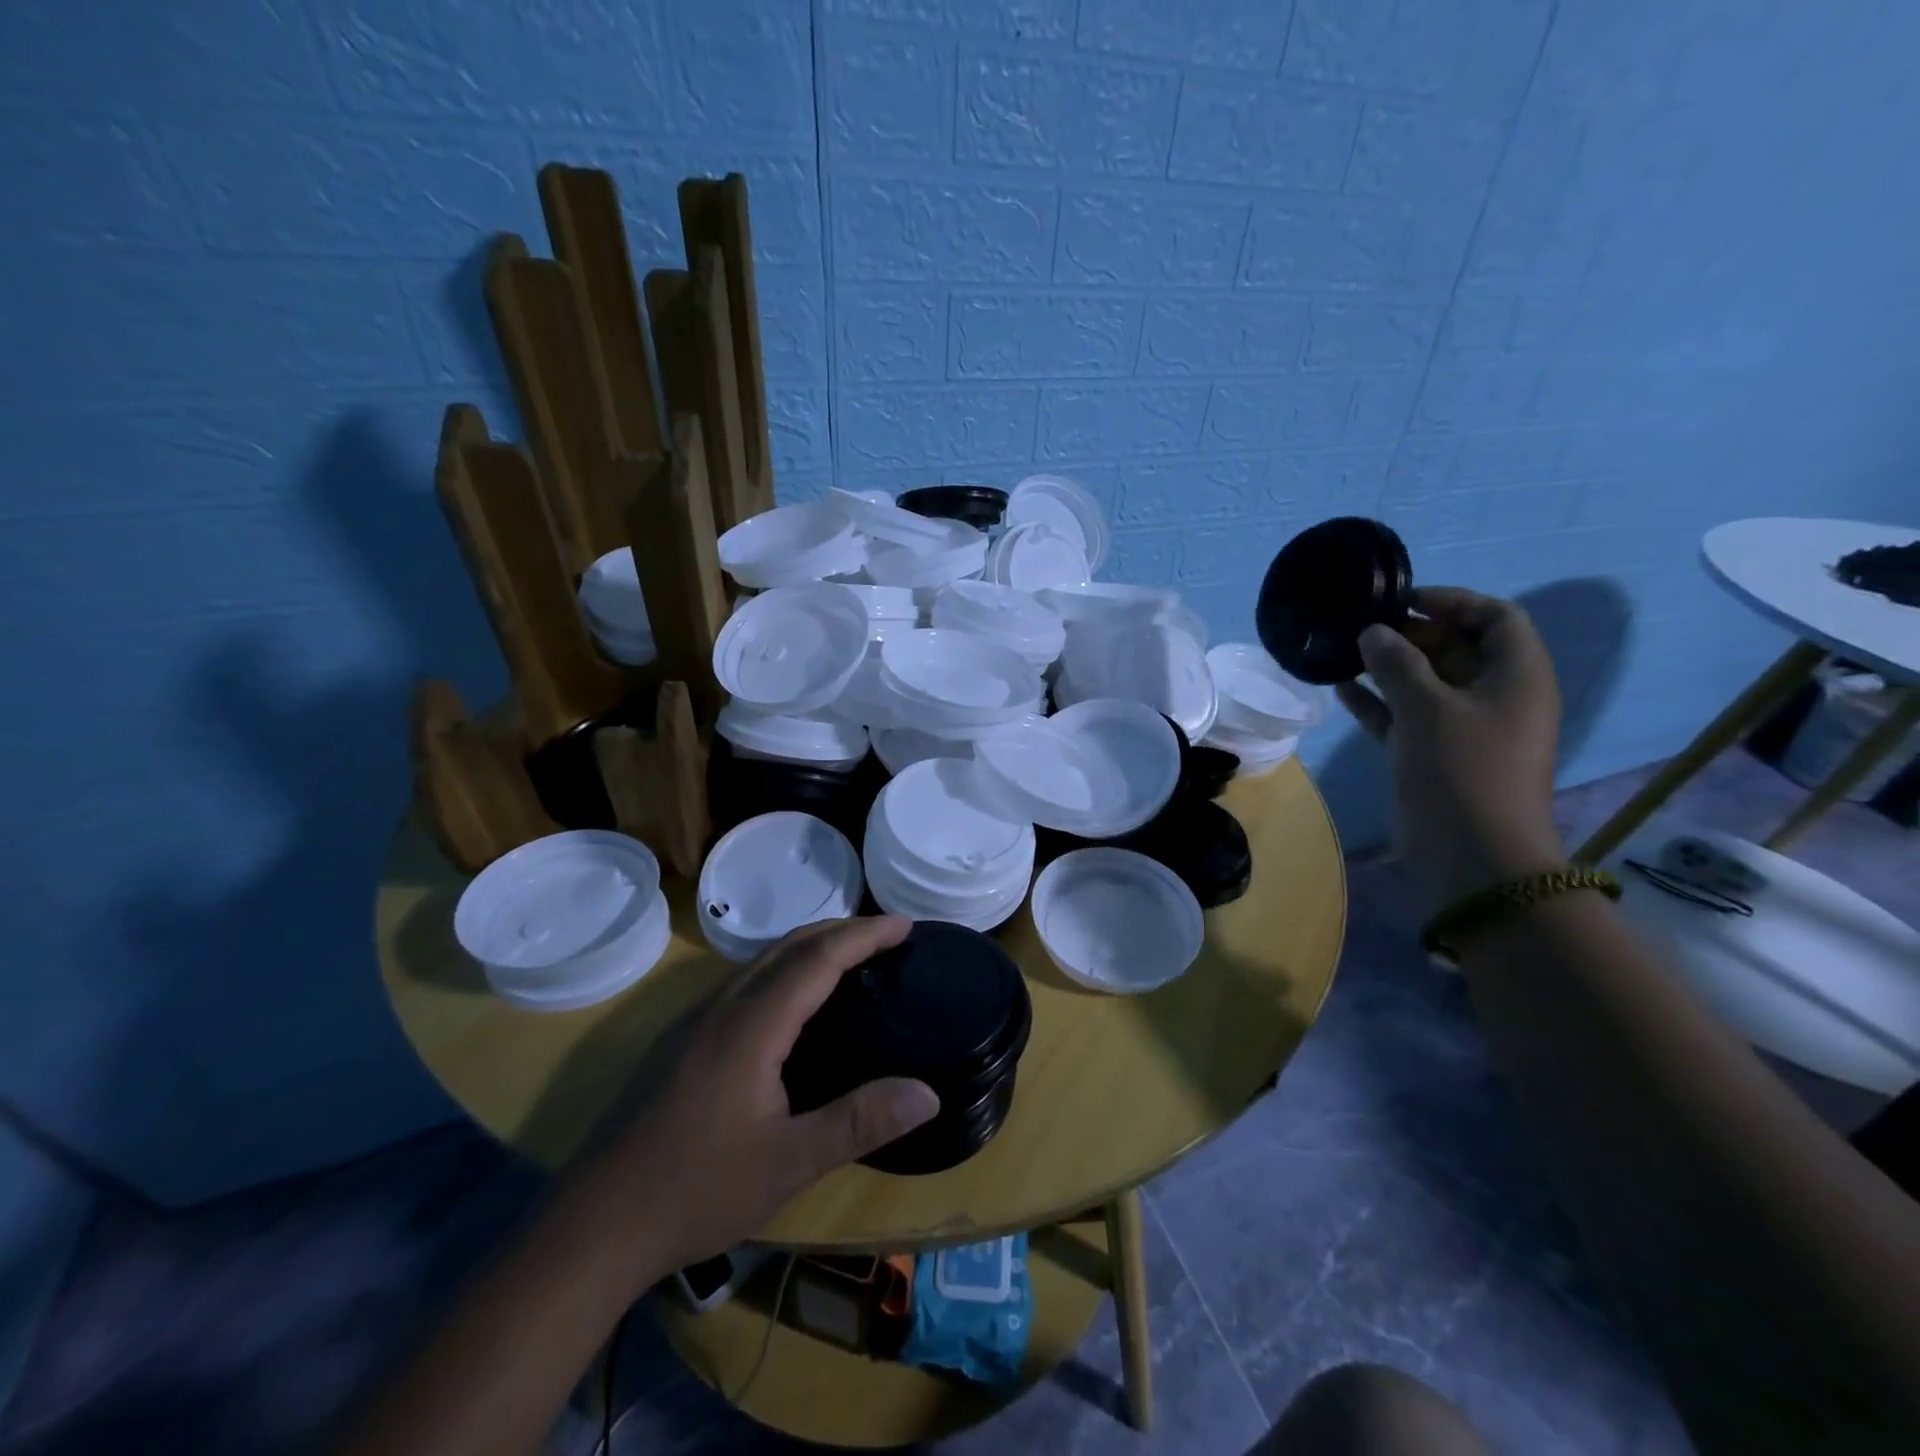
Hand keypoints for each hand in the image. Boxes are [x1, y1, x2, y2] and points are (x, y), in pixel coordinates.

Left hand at [578, 916, 939, 1279]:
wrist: (592, 1226)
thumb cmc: (695, 1190)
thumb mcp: (788, 1164)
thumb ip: (859, 1122)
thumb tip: (928, 1093)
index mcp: (751, 1025)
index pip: (817, 958)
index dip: (863, 936)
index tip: (905, 924)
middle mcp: (721, 1007)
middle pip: (787, 945)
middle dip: (840, 930)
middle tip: (886, 934)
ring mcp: (693, 1022)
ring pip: (760, 960)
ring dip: (808, 946)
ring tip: (848, 957)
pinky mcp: (679, 1042)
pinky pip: (742, 981)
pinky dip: (782, 969)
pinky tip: (790, 1002)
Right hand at [1336, 588, 1565, 908]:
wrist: (1473, 854)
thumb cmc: (1461, 770)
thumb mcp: (1427, 709)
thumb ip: (1398, 664)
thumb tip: (1373, 631)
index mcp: (1516, 676)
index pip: (1495, 618)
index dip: (1452, 602)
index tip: (1402, 602)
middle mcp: (1496, 696)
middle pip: (1458, 648)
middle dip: (1413, 634)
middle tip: (1365, 629)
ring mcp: (1466, 728)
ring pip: (1429, 683)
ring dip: (1391, 667)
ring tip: (1347, 653)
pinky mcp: (1437, 754)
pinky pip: (1408, 715)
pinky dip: (1380, 702)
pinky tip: (1343, 689)